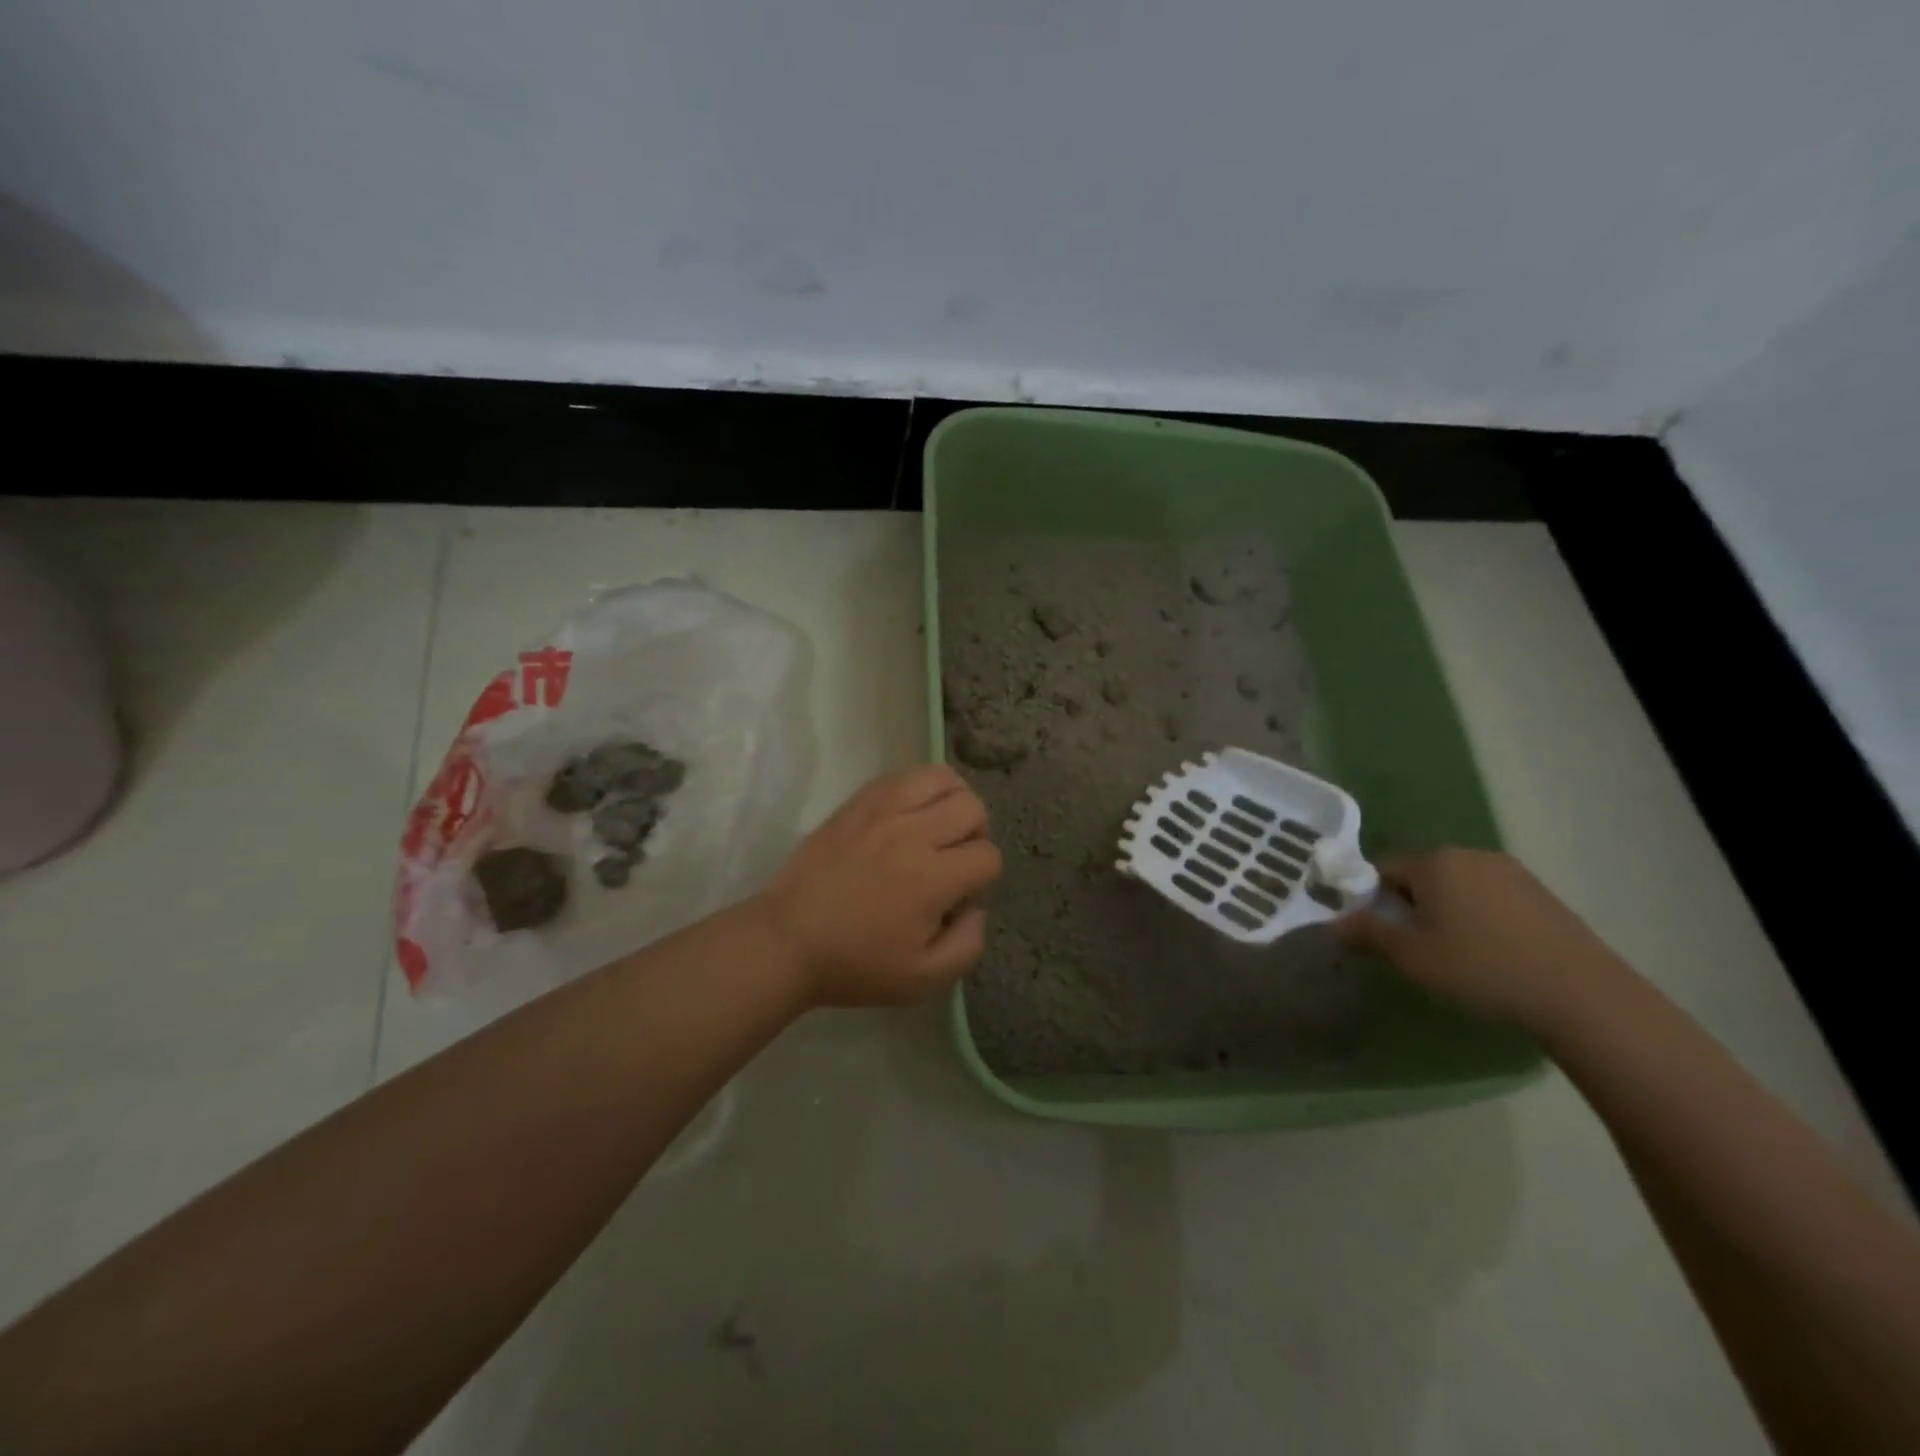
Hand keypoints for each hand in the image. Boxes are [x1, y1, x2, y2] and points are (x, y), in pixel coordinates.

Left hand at [756, 765, 1003, 1007]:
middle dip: (975, 835)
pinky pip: (904, 776)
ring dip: (953, 801)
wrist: (787, 940)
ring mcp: (882, 810)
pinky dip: (919, 790)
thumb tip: (977, 907)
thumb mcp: (923, 980)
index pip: (988, 856)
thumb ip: (967, 945)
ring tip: (938, 826)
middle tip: (952, 860)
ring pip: (942, 778)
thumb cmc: (855, 964)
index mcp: (932, 878)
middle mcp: (912, 833)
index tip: (956, 898)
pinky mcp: (858, 801)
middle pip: (972, 808)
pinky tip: (909, 816)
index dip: (982, 879)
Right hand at [1335, 847, 1626, 1029]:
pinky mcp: (1542, 894)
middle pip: (1421, 875)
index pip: (1382, 869)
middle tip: (1415, 948)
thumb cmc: (1482, 969)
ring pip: (1457, 886)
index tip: (1378, 934)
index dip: (1371, 900)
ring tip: (1456, 955)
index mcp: (1434, 861)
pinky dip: (1480, 918)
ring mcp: (1511, 872)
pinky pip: (1490, 897)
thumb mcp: (1412, 958)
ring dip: (1446, 912)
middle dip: (1410, 905)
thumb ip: (1367, 934)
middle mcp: (1470, 854)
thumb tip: (1334, 923)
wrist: (1584, 996)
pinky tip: (1493, 954)